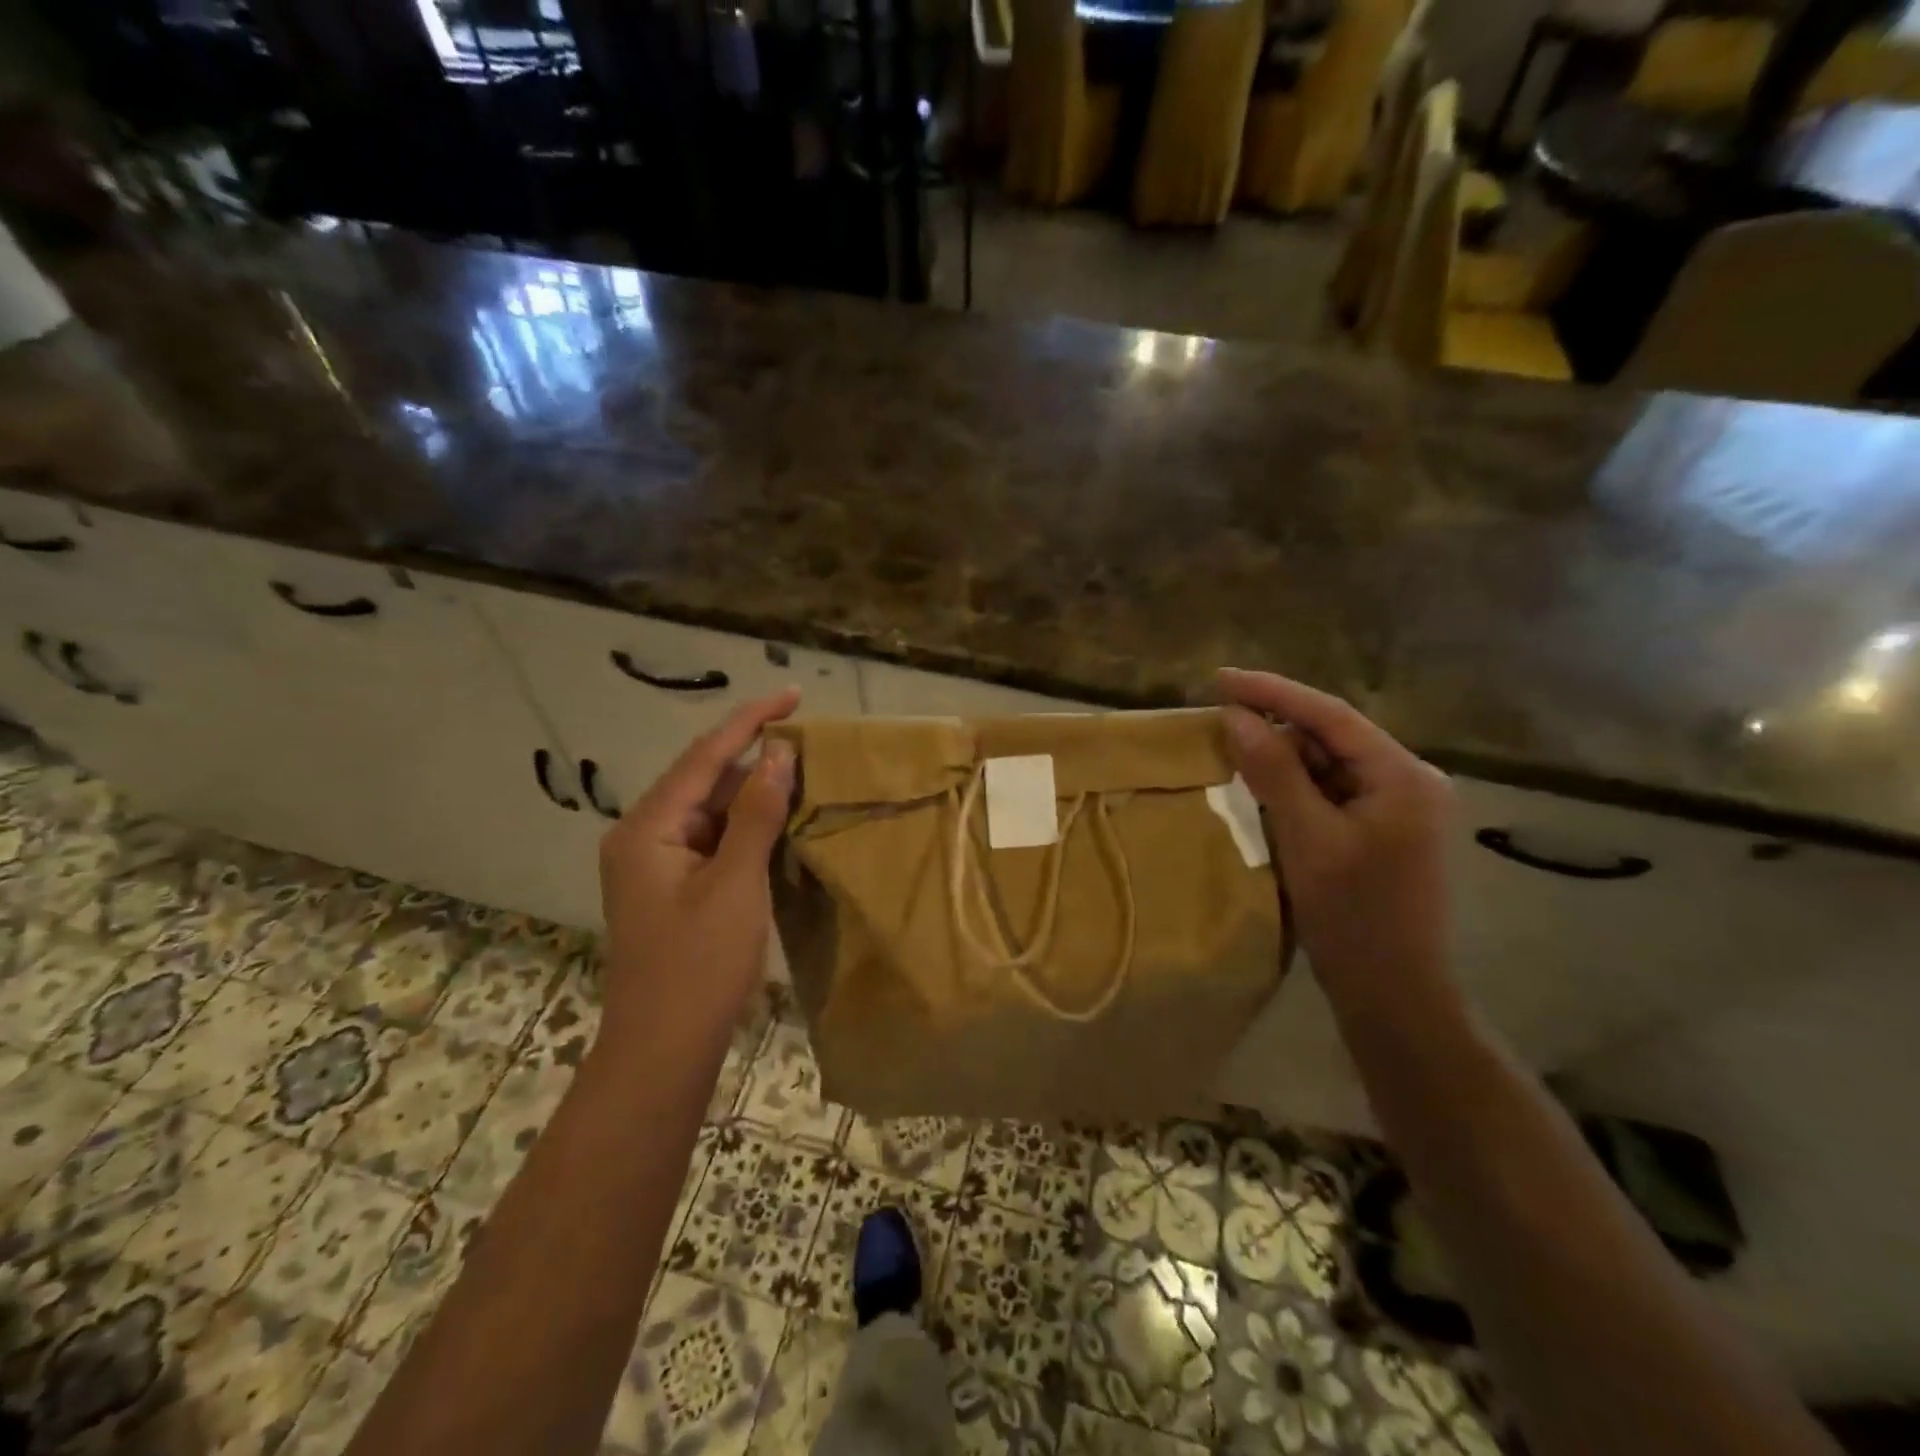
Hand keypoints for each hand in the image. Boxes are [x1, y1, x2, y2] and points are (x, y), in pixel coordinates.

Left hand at [597, 689, 799, 1045]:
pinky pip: (714, 842)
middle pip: (704, 780)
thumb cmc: (698, 968)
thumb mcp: (735, 884)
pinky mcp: (674, 888)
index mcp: (647, 829)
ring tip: (804, 775)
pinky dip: (747, 829)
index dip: (750, 721)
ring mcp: (657, 865)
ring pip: (711, 812)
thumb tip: (778, 753)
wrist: (663, 1052)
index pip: (704, 756)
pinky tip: (782, 823)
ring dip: (754, 795)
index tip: (793, 695)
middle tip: (810, 742)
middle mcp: (644, 837)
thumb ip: (755, 814)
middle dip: (755, 758)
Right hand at [1216, 668, 1456, 1018]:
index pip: (1331, 715)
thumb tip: (1235, 716)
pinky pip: (1330, 792)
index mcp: (1404, 776)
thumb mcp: (1307, 838)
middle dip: (1276, 727)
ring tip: (1232, 753)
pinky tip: (1262, 790)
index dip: (1272, 693)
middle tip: (1218, 721)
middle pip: (1331, 736)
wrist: (1394, 995)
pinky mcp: (1380, 831)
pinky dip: (1295, 787)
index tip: (1220, 678)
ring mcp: (1396, 807)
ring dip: (1282, 759)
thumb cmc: (1354, 917)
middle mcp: (1408, 781)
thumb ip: (1273, 771)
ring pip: (1328, 764)